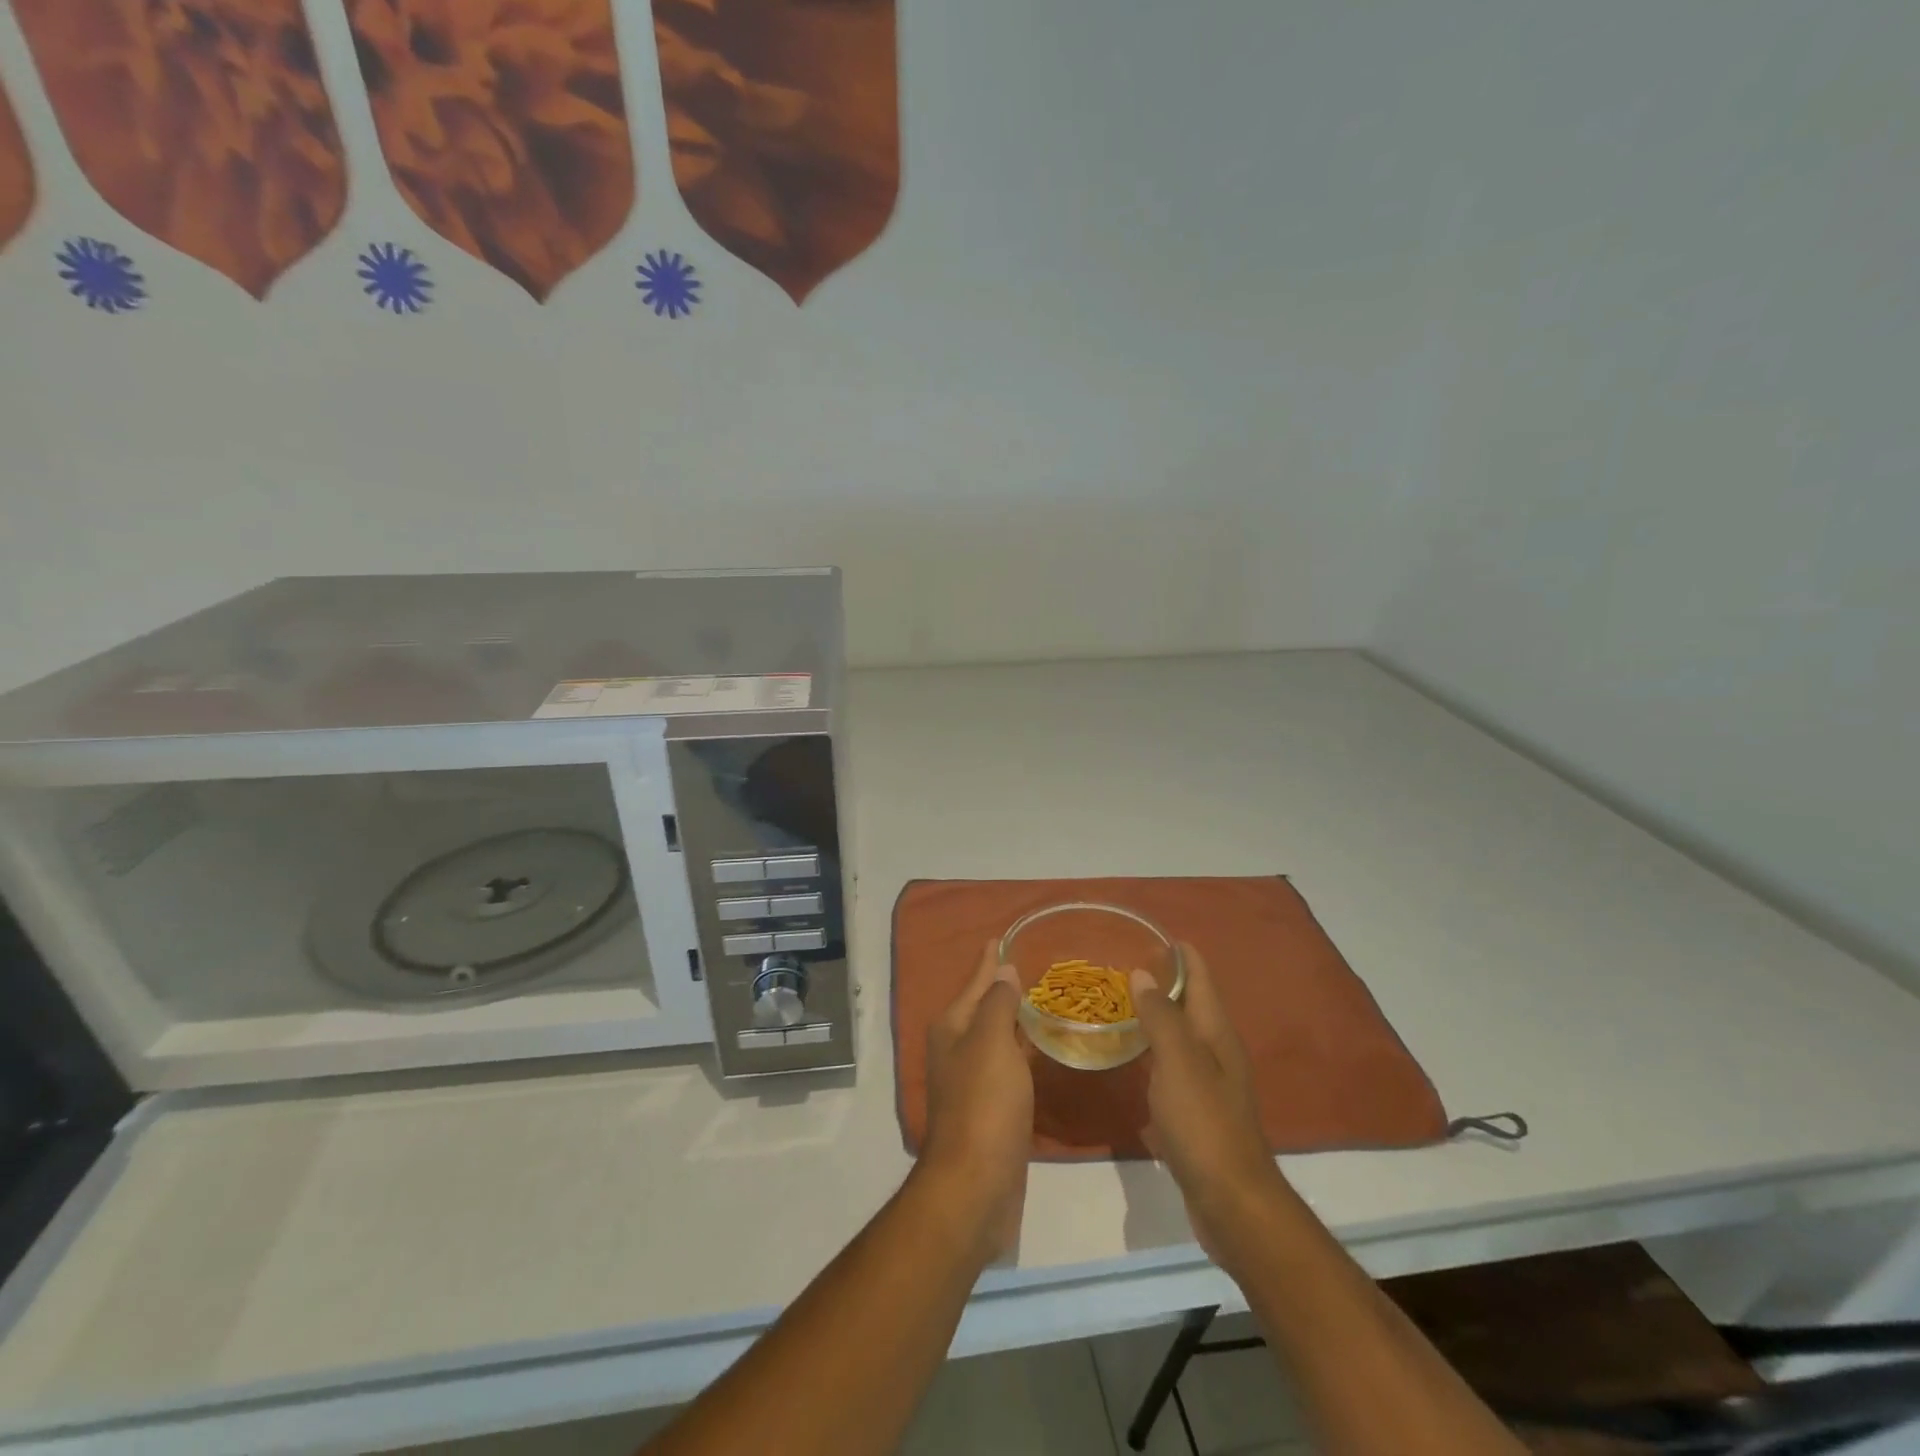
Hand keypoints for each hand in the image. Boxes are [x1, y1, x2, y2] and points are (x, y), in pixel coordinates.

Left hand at [918, 942, 1033, 1259]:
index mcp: (952, 1028)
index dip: (990, 960)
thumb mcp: (991, 1042)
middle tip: (1035, 966)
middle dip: (1004, 988)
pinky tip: (1041, 1047)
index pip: (975, 981)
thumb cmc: (983, 1104)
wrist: (975, 1186)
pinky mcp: (991, 1110)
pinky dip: (1022, 1050)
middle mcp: (957, 1050)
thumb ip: (998, 1004)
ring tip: (1043, 1000)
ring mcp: (972, 1081)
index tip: (1004, 936)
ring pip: (997, 1037)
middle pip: (983, 1008)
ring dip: (1014, 1019)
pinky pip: (1009, 1066)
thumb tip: (1004, 971)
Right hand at [1130, 947, 1288, 1268]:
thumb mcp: (1179, 1063)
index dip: (1180, 954)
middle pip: (1192, 1003)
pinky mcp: (1198, 1111)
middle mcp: (1217, 1051)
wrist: (1232, 1201)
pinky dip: (1154, 1050)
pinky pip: (1173, 1065)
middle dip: (1165, 980)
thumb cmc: (1204, 1124)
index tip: (1150, 932)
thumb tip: (1142, 973)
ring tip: (1121, 1002)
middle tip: (1123, 963)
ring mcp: (1210, 1083)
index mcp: (1216, 1033)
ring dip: (1157, 1015)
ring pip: (1181, 1034)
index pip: (1200, 978)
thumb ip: (1161, 1017)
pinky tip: (1132, 1057)